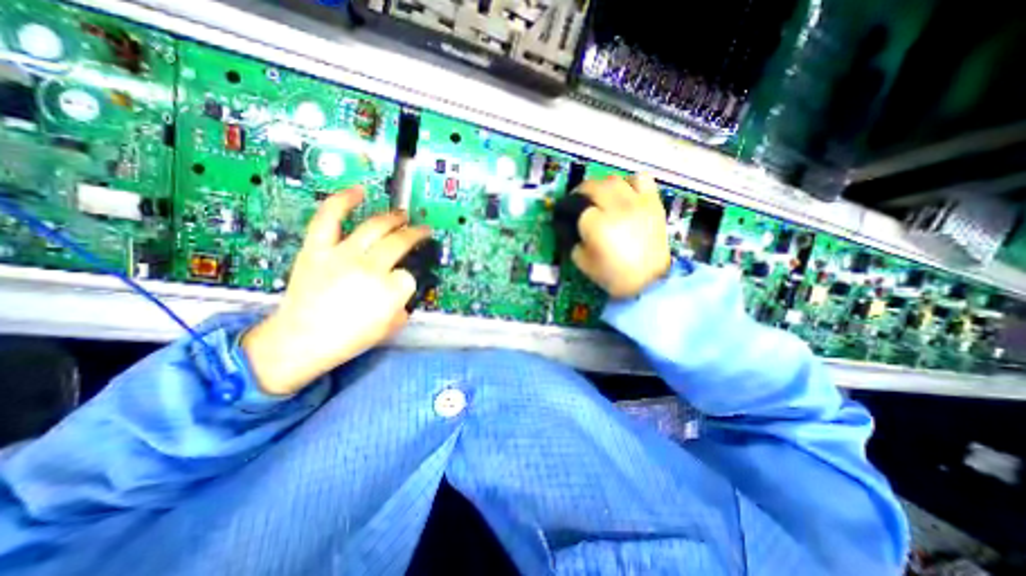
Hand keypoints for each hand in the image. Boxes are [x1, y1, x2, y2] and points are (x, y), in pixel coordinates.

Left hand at [241, 188, 428, 395]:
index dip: (407, 279)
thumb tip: (402, 287)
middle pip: (399, 242)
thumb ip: (403, 305)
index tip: (402, 282)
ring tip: (402, 214)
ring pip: (375, 227)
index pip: (409, 276)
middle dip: (415, 235)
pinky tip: (359, 191)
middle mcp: (370, 268)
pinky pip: (330, 218)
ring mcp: (342, 255)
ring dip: (393, 218)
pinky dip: (344, 200)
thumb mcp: (390, 327)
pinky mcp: (318, 249)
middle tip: (422, 230)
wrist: (300, 341)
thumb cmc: (349, 339)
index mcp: (389, 291)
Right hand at [575, 174, 668, 297]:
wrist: (648, 281)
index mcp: (595, 224)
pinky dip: (630, 182)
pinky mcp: (652, 202)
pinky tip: (626, 193)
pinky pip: (641, 179)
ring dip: (602, 186)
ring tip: (601, 196)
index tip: (565, 213)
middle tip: (579, 201)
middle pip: (592, 186)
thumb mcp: (582, 262)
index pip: (575, 205)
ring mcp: (636, 202)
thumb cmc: (613, 275)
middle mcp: (615, 207)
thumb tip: (571, 228)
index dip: (567, 209)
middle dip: (581, 192)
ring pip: (613, 179)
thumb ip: (572, 241)